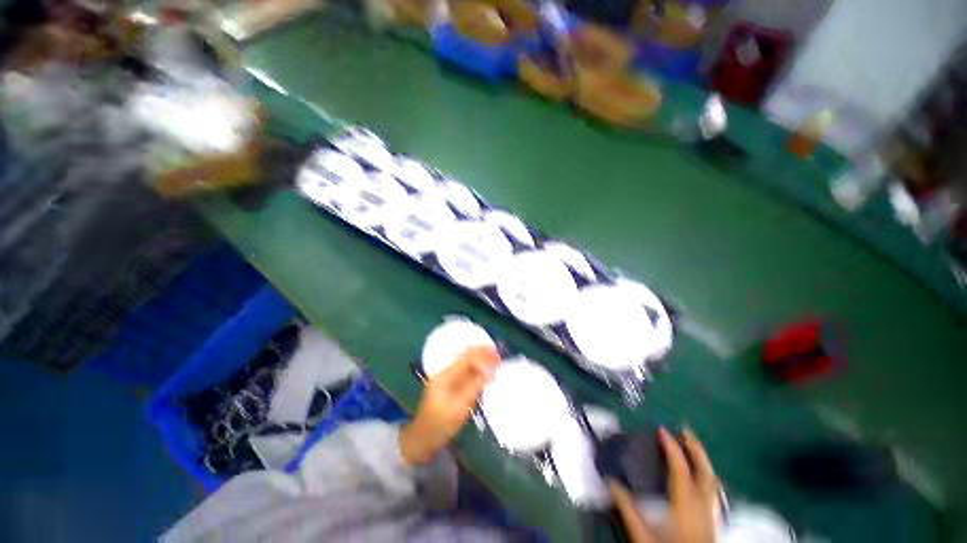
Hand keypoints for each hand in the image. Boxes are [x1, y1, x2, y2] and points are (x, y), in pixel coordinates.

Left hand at [399, 346, 499, 463]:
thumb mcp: (461, 404)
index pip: (466, 357)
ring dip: (480, 363)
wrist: (424, 437)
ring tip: (496, 365)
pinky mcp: (447, 390)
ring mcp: (444, 382)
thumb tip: (491, 370)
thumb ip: (475, 385)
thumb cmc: (442, 422)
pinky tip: (485, 377)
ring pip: (464, 365)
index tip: (500, 358)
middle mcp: (443, 374)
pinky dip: (476, 372)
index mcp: (444, 375)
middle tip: (500, 359)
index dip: (483, 354)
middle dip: (482, 355)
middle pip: (464, 358)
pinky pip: (464, 374)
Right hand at [610, 428, 719, 542]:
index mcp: (684, 499)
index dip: (671, 446)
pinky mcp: (715, 512)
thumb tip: (613, 485)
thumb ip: (629, 510)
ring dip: (703, 457)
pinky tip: (706, 476)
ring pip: (712, 473)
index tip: (663, 431)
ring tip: (695, 448)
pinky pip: (715, 485)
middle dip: (694, 445)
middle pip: (702, 465)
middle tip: (684, 430)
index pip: (679, 466)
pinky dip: (709, 473)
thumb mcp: (642, 533)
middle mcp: (702, 497)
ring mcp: (712, 504)